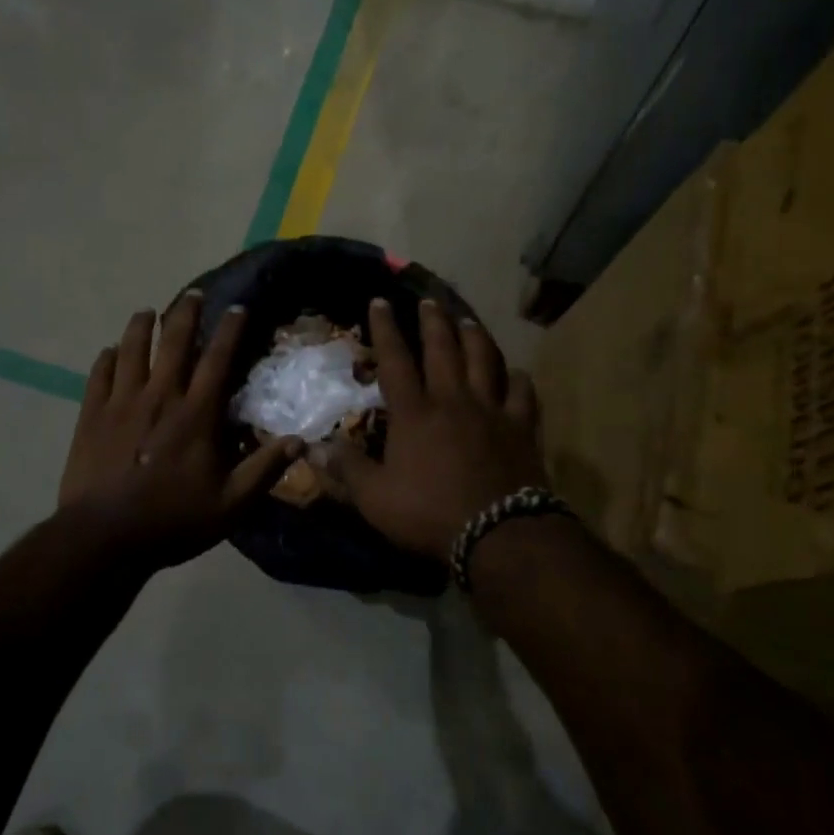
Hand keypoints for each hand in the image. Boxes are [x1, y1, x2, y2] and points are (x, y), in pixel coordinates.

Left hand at [58, 292, 301, 566]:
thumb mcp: (230, 505)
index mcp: (196, 415)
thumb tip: (299, 441)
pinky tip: (111, 350)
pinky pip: (99, 374)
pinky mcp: (91, 414)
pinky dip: (107, 357)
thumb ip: (264, 470)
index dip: (231, 330)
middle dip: (185, 313)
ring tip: (147, 311)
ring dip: (142, 326)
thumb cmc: (172, 521)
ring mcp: (121, 402)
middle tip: (192, 294)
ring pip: (132, 349)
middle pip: (174, 342)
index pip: (218, 360)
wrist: (104, 536)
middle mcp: (160, 396)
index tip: (238, 307)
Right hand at [311, 298, 545, 560]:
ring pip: (484, 361)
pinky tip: (517, 373)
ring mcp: (491, 411)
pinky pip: (523, 394)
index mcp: (414, 413)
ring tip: (467, 320)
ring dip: (474, 337)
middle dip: (433, 321)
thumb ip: (345, 469)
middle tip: (428, 300)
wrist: (498, 534)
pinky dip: (519, 379)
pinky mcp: (522, 428)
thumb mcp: (374, 497)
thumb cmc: (429, 513)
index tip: (380, 300)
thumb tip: (310, 448)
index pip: (395, 360)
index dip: (386, 329)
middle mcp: (452, 400)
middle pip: (442, 350)